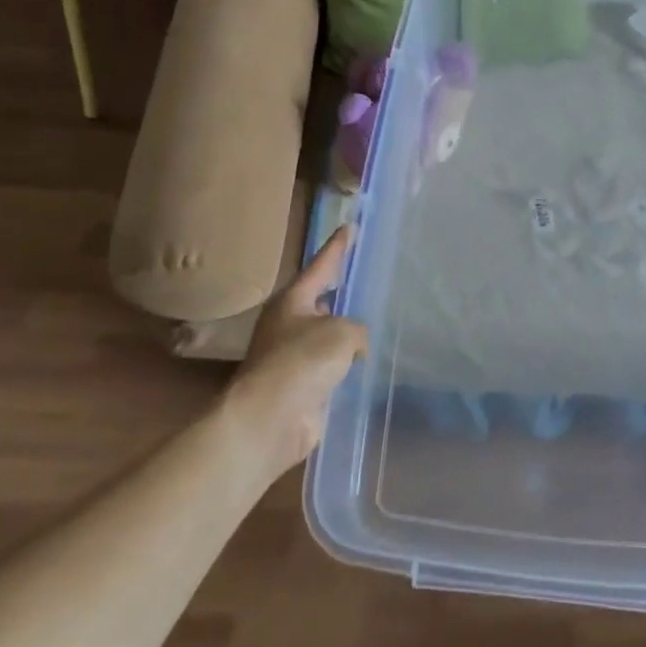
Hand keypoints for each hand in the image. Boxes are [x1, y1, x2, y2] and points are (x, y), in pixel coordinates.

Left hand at [222, 226, 367, 475]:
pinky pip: (331, 369)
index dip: (336, 247)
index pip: (320, 266)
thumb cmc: (301, 362)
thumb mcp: (340, 332)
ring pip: (327, 338)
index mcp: (292, 301)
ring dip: (346, 336)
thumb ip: (355, 330)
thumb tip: (353, 347)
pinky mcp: (301, 388)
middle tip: (366, 282)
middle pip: (321, 302)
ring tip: (376, 325)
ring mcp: (292, 358)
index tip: (348, 227)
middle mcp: (289, 325)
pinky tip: (367, 367)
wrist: (269, 420)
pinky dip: (346, 368)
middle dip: (340, 295)